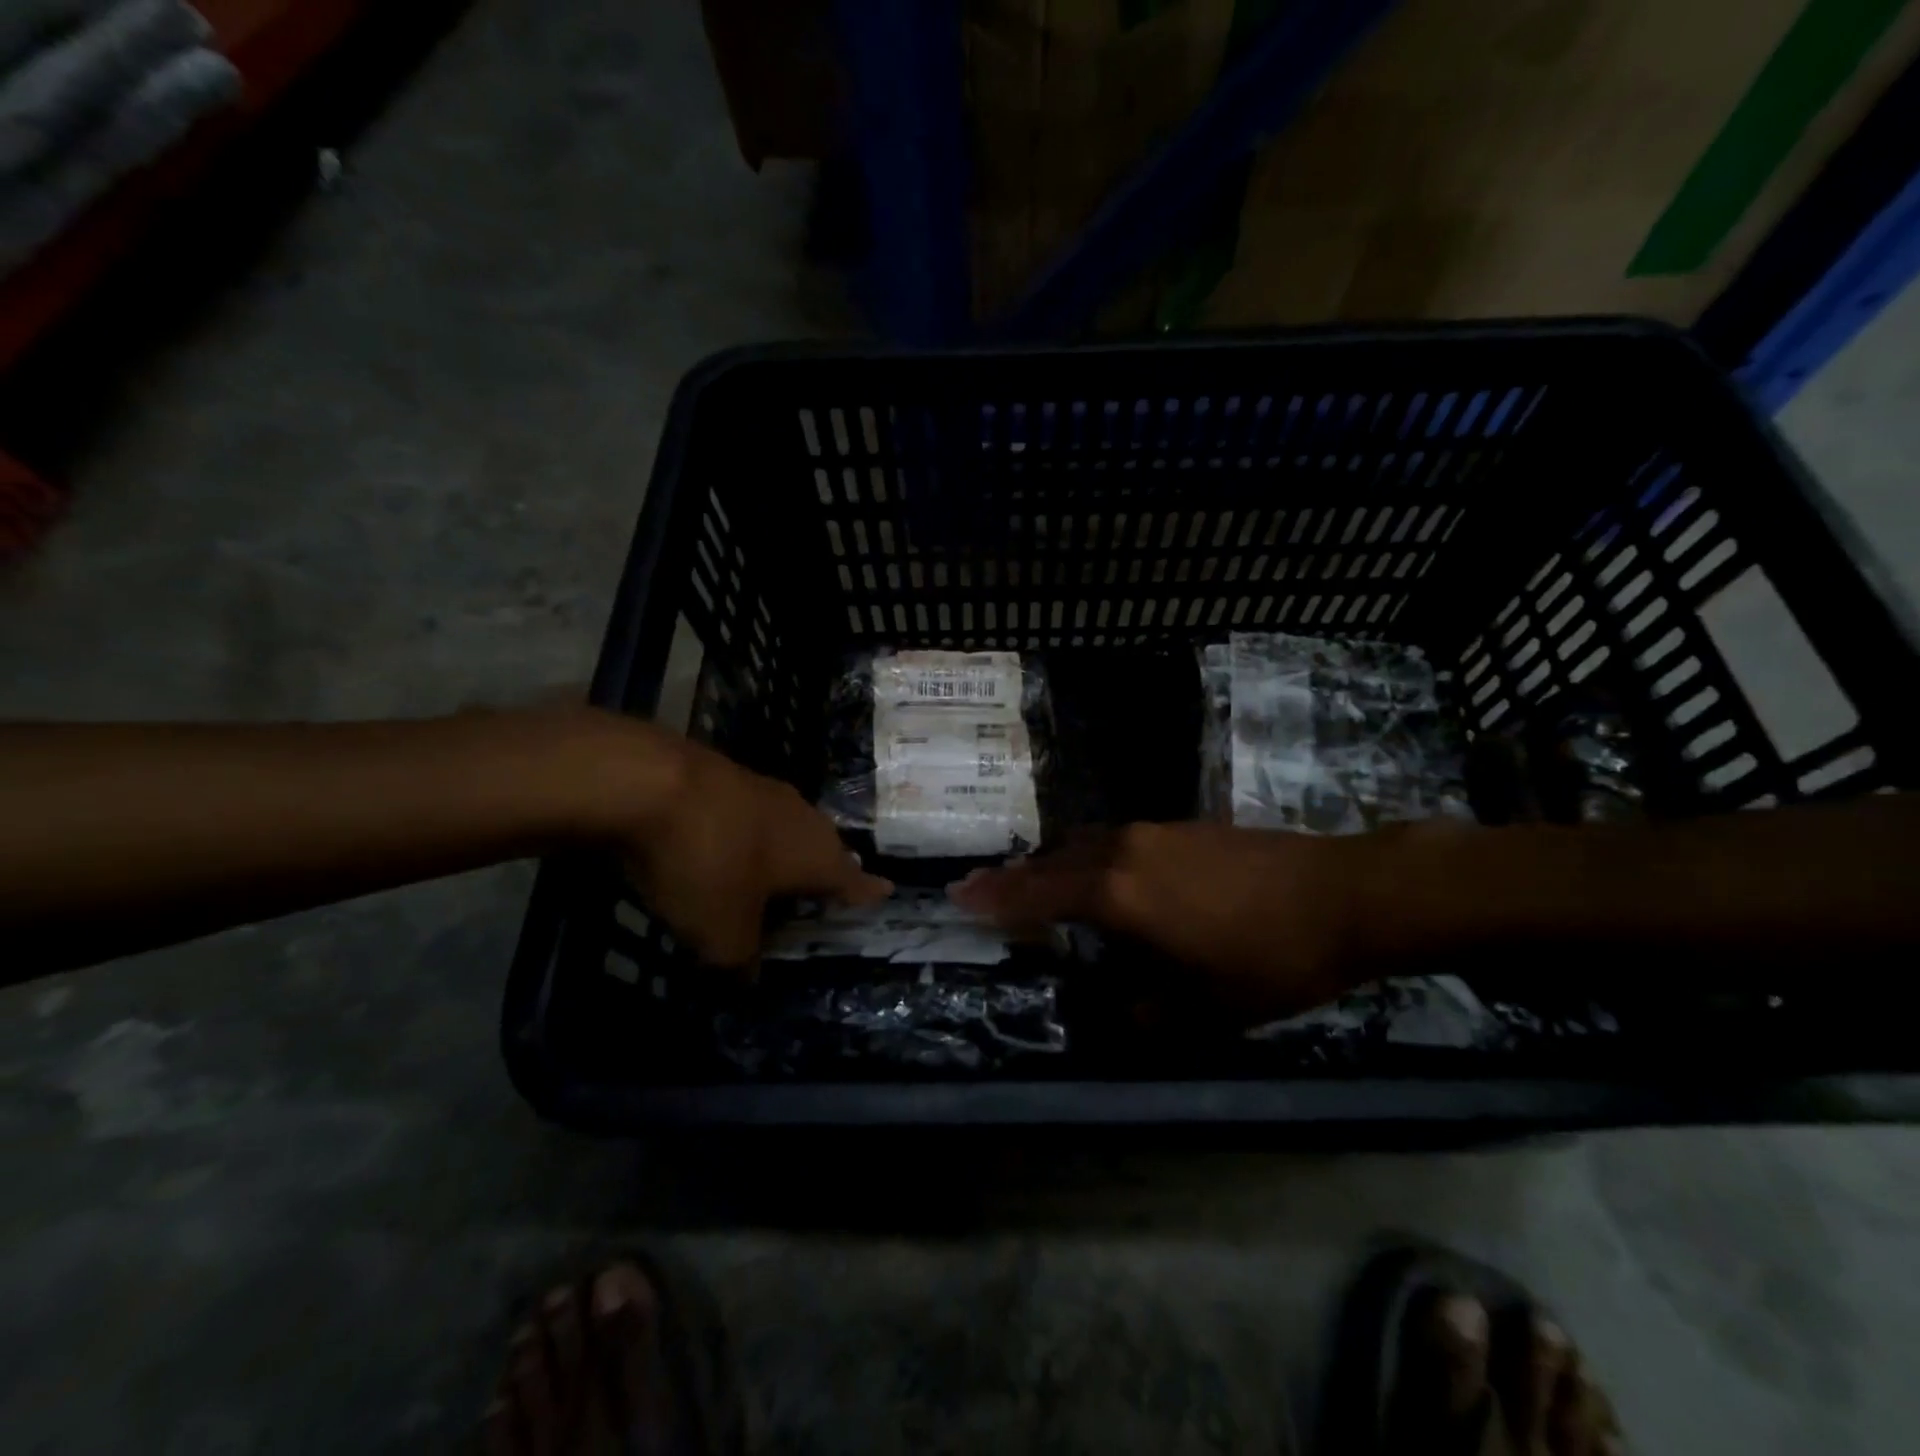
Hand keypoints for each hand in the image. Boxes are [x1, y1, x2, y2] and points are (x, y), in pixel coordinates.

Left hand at [621, 731, 889, 967]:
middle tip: (828, 885)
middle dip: (826, 868)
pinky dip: (749, 833)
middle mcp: (803, 819)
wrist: (652, 782)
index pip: (853, 880)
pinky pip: (751, 814)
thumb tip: (747, 973)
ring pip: (789, 826)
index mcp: (817, 856)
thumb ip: (741, 958)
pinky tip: (730, 842)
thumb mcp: (722, 932)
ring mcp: (766, 790)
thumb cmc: (707, 864)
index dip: (868, 891)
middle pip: (824, 847)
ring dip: (786, 848)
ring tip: (781, 866)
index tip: (886, 890)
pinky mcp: (728, 776)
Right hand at [951, 822, 1370, 1017]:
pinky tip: (1100, 874)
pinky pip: (1112, 838)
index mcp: (1118, 894)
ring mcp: (1153, 831)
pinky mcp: (1180, 826)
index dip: (995, 897)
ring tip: (1035, 884)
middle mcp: (1123, 851)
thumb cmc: (1269, 957)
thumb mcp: (1205, 1008)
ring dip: (1052, 864)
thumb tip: (1118, 1012)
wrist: (1343, 894)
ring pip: (1082, 843)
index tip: (958, 895)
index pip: (1037, 893)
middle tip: (983, 889)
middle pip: (1052, 860)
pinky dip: (1088, 856)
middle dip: (1015, 877)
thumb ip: (1148, 1014)